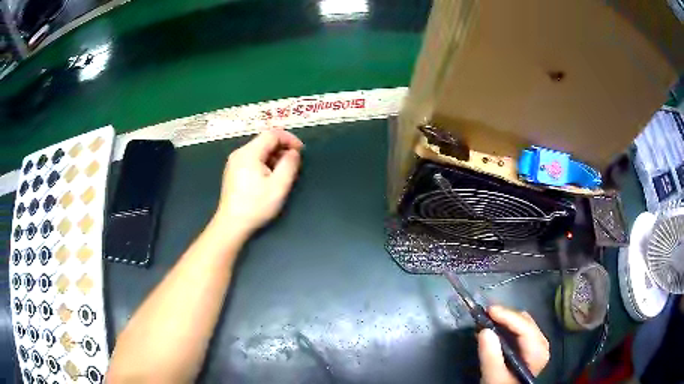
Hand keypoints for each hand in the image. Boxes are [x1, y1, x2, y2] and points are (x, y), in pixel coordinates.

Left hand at [214, 128, 302, 237]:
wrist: (231, 224)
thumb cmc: (256, 205)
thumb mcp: (279, 186)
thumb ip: (289, 164)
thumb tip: (293, 152)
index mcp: (249, 153)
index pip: (272, 134)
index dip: (289, 138)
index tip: (301, 151)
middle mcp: (239, 153)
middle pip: (264, 141)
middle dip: (282, 148)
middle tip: (294, 163)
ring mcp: (234, 162)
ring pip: (258, 150)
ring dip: (274, 156)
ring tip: (283, 172)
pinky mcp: (232, 172)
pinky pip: (251, 159)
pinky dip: (264, 162)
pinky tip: (269, 178)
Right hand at [478, 306, 549, 383]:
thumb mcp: (494, 376)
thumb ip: (491, 356)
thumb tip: (484, 331)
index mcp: (538, 352)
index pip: (525, 327)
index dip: (507, 316)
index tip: (489, 310)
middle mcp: (541, 344)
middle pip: (524, 322)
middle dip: (505, 317)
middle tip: (484, 314)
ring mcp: (536, 344)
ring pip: (522, 323)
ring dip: (504, 320)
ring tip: (486, 320)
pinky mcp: (529, 346)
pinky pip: (519, 329)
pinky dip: (505, 326)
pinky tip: (493, 328)